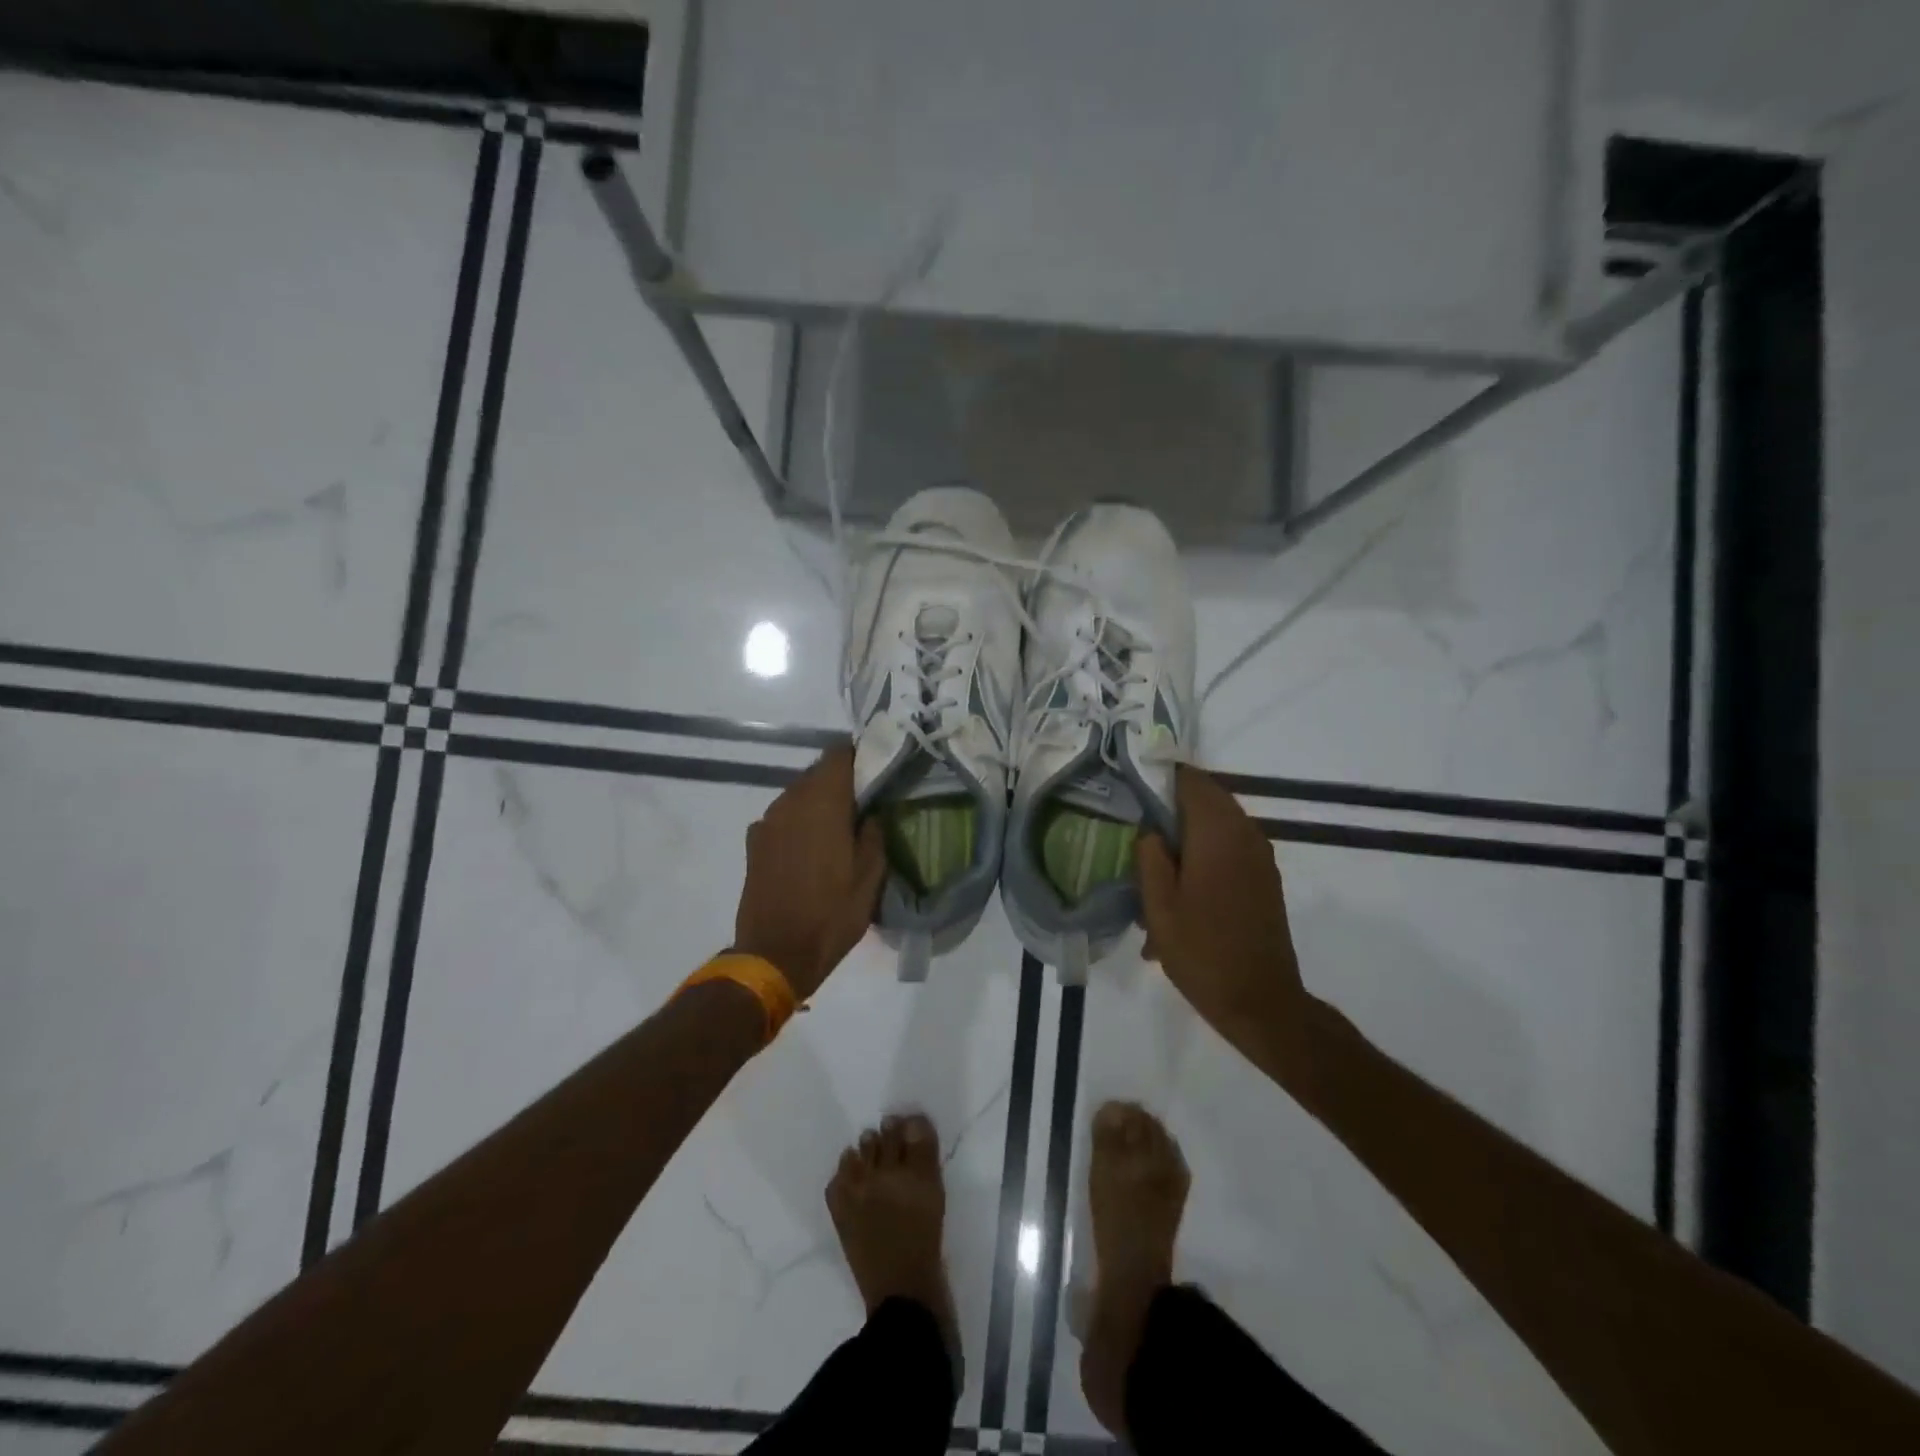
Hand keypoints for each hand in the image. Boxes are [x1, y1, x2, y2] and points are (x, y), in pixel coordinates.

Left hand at [733, 745, 888, 999]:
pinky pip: (782, 818)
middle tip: (863, 804)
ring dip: (818, 803)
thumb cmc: (832, 914)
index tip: (875, 772)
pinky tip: (810, 849)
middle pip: (817, 773)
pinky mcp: (754, 842)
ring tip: (838, 828)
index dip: (858, 757)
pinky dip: (798, 823)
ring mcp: (768, 821)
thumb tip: (871, 813)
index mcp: (823, 802)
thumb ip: (873, 834)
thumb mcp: (871, 876)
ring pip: (798, 795)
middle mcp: (790, 801)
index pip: (838, 754)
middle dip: (840, 782)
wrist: (775, 953)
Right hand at [1135, 766, 1313, 1080]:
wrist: (1261, 1002)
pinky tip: (1181, 886)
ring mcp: (1260, 856)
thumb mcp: (1159, 906)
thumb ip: (1150, 857)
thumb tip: (1150, 830)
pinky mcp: (1265, 878)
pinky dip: (1206, 852)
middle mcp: (1245, 834)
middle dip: (1171, 806)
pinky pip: (1231, 847)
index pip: (1191, 780)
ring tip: (1155, 860)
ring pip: (1218, 823)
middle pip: (1206, 798)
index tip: (1131, 789)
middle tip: (1137, 825)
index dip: (1160, 778)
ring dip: (1188, 832)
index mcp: (1218, 833)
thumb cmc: (1202, 952)